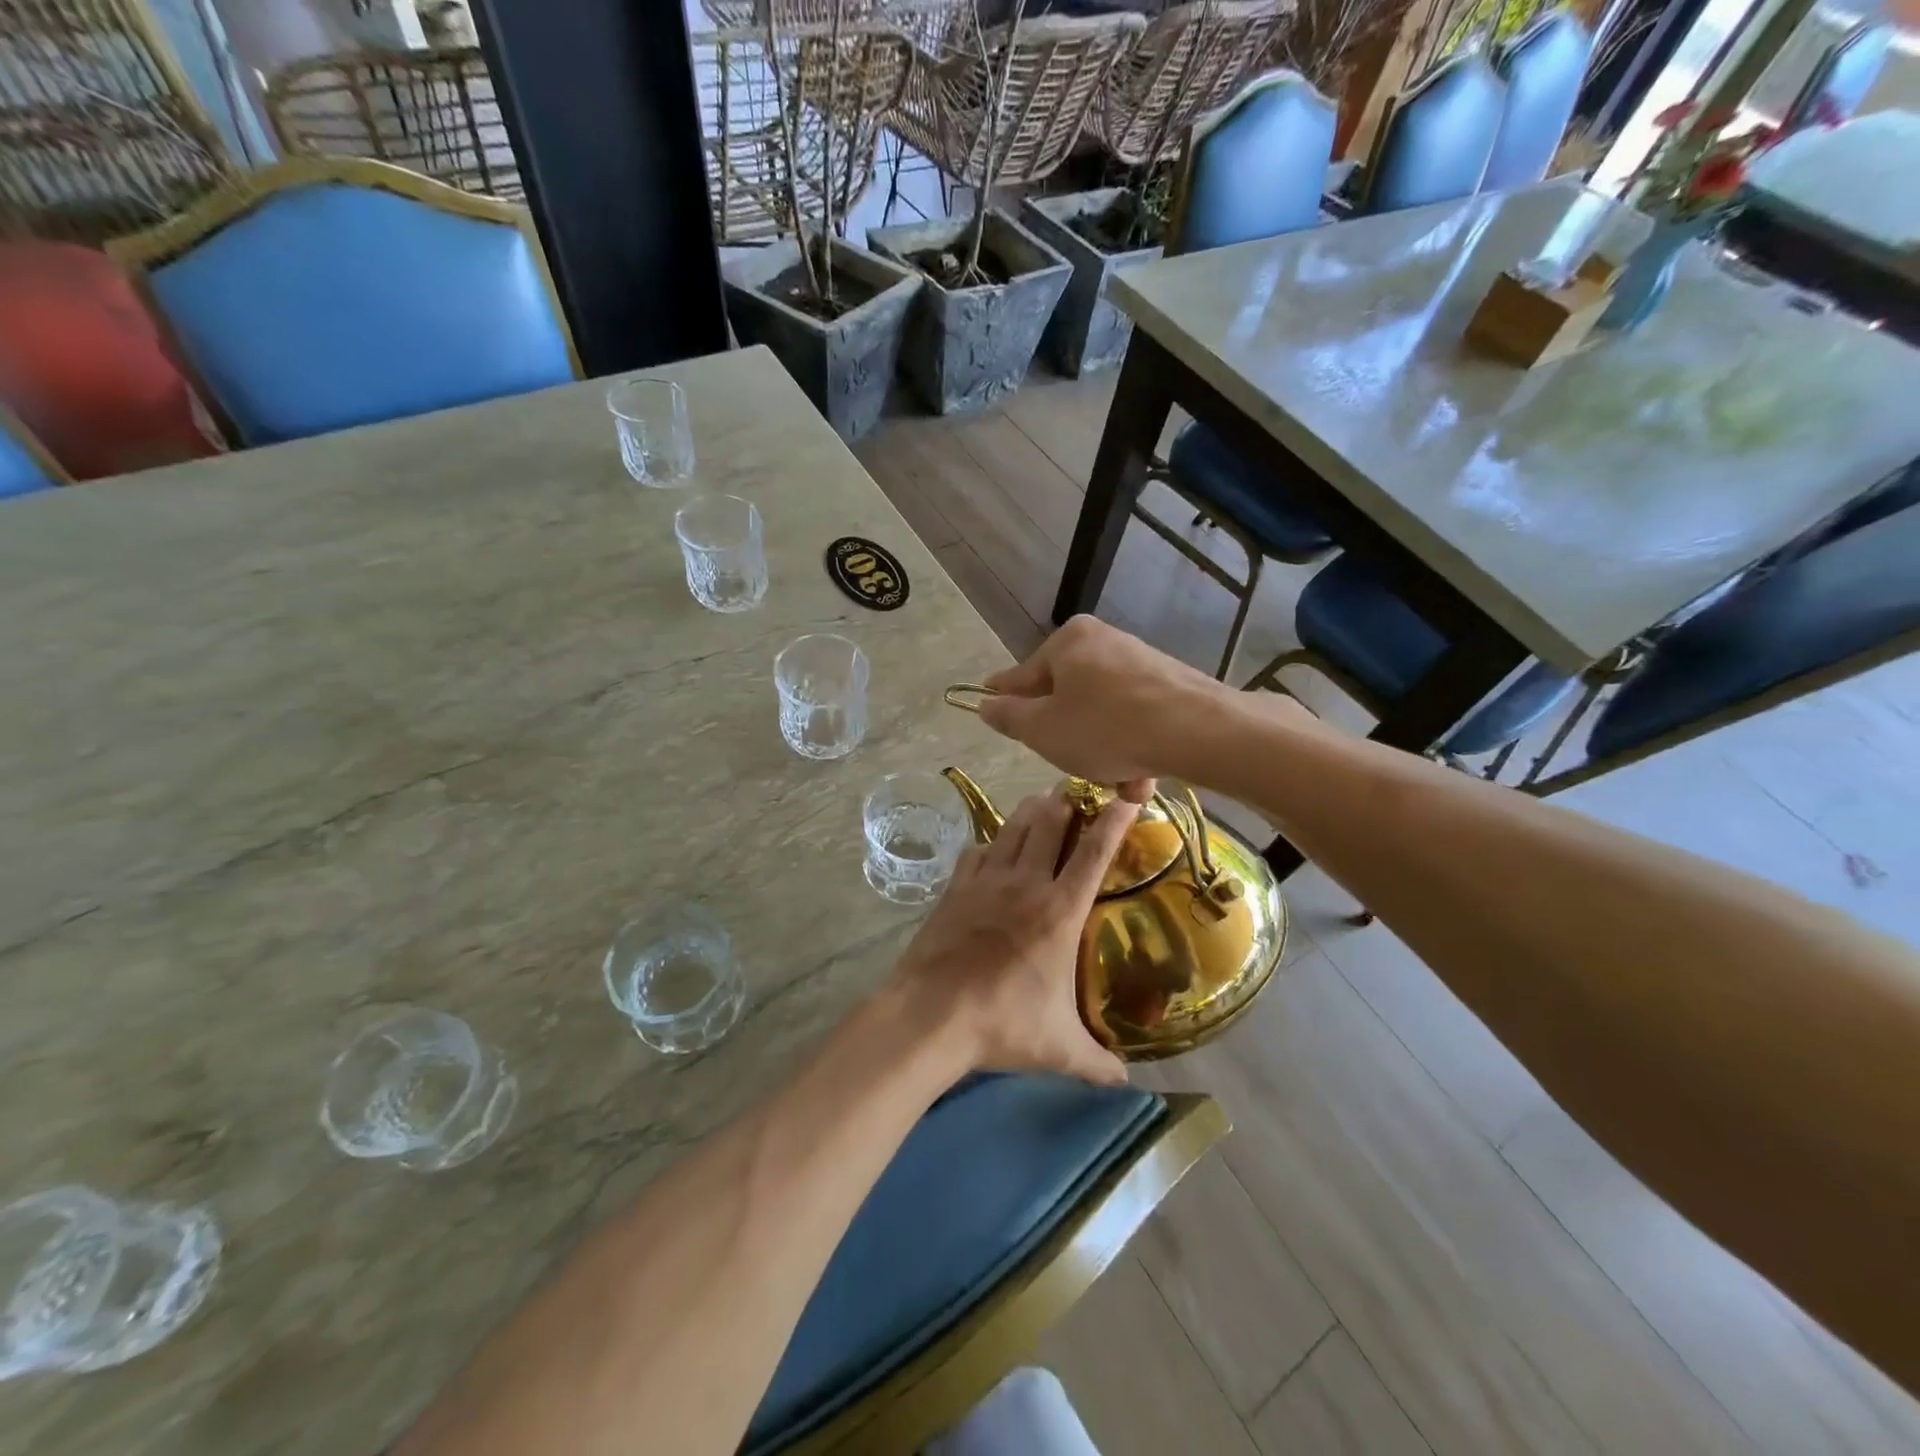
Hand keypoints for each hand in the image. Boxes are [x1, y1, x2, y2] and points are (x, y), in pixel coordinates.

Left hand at [894, 791, 1139, 1086]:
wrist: (931, 1015)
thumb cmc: (1003, 1024)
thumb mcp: (1060, 1049)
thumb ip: (1098, 1064)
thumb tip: (1127, 1083)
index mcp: (1059, 911)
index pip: (1095, 853)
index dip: (1115, 819)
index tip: (1129, 793)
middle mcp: (1025, 884)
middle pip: (1050, 822)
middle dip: (1067, 801)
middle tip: (1077, 790)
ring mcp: (986, 881)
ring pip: (1013, 828)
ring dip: (1031, 811)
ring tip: (1042, 802)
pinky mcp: (955, 888)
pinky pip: (977, 850)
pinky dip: (991, 841)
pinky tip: (993, 846)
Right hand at [976, 616, 1226, 797]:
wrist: (1199, 731)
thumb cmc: (1105, 728)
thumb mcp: (1043, 730)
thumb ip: (1009, 717)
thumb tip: (985, 703)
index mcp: (1068, 642)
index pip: (1023, 675)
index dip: (1005, 698)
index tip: (990, 706)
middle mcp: (1103, 642)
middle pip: (1067, 696)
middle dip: (1067, 737)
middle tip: (1070, 765)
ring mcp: (1140, 662)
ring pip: (1103, 714)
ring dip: (1103, 752)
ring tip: (1119, 784)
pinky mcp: (1171, 685)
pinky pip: (1135, 719)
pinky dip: (1132, 747)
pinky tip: (1142, 779)